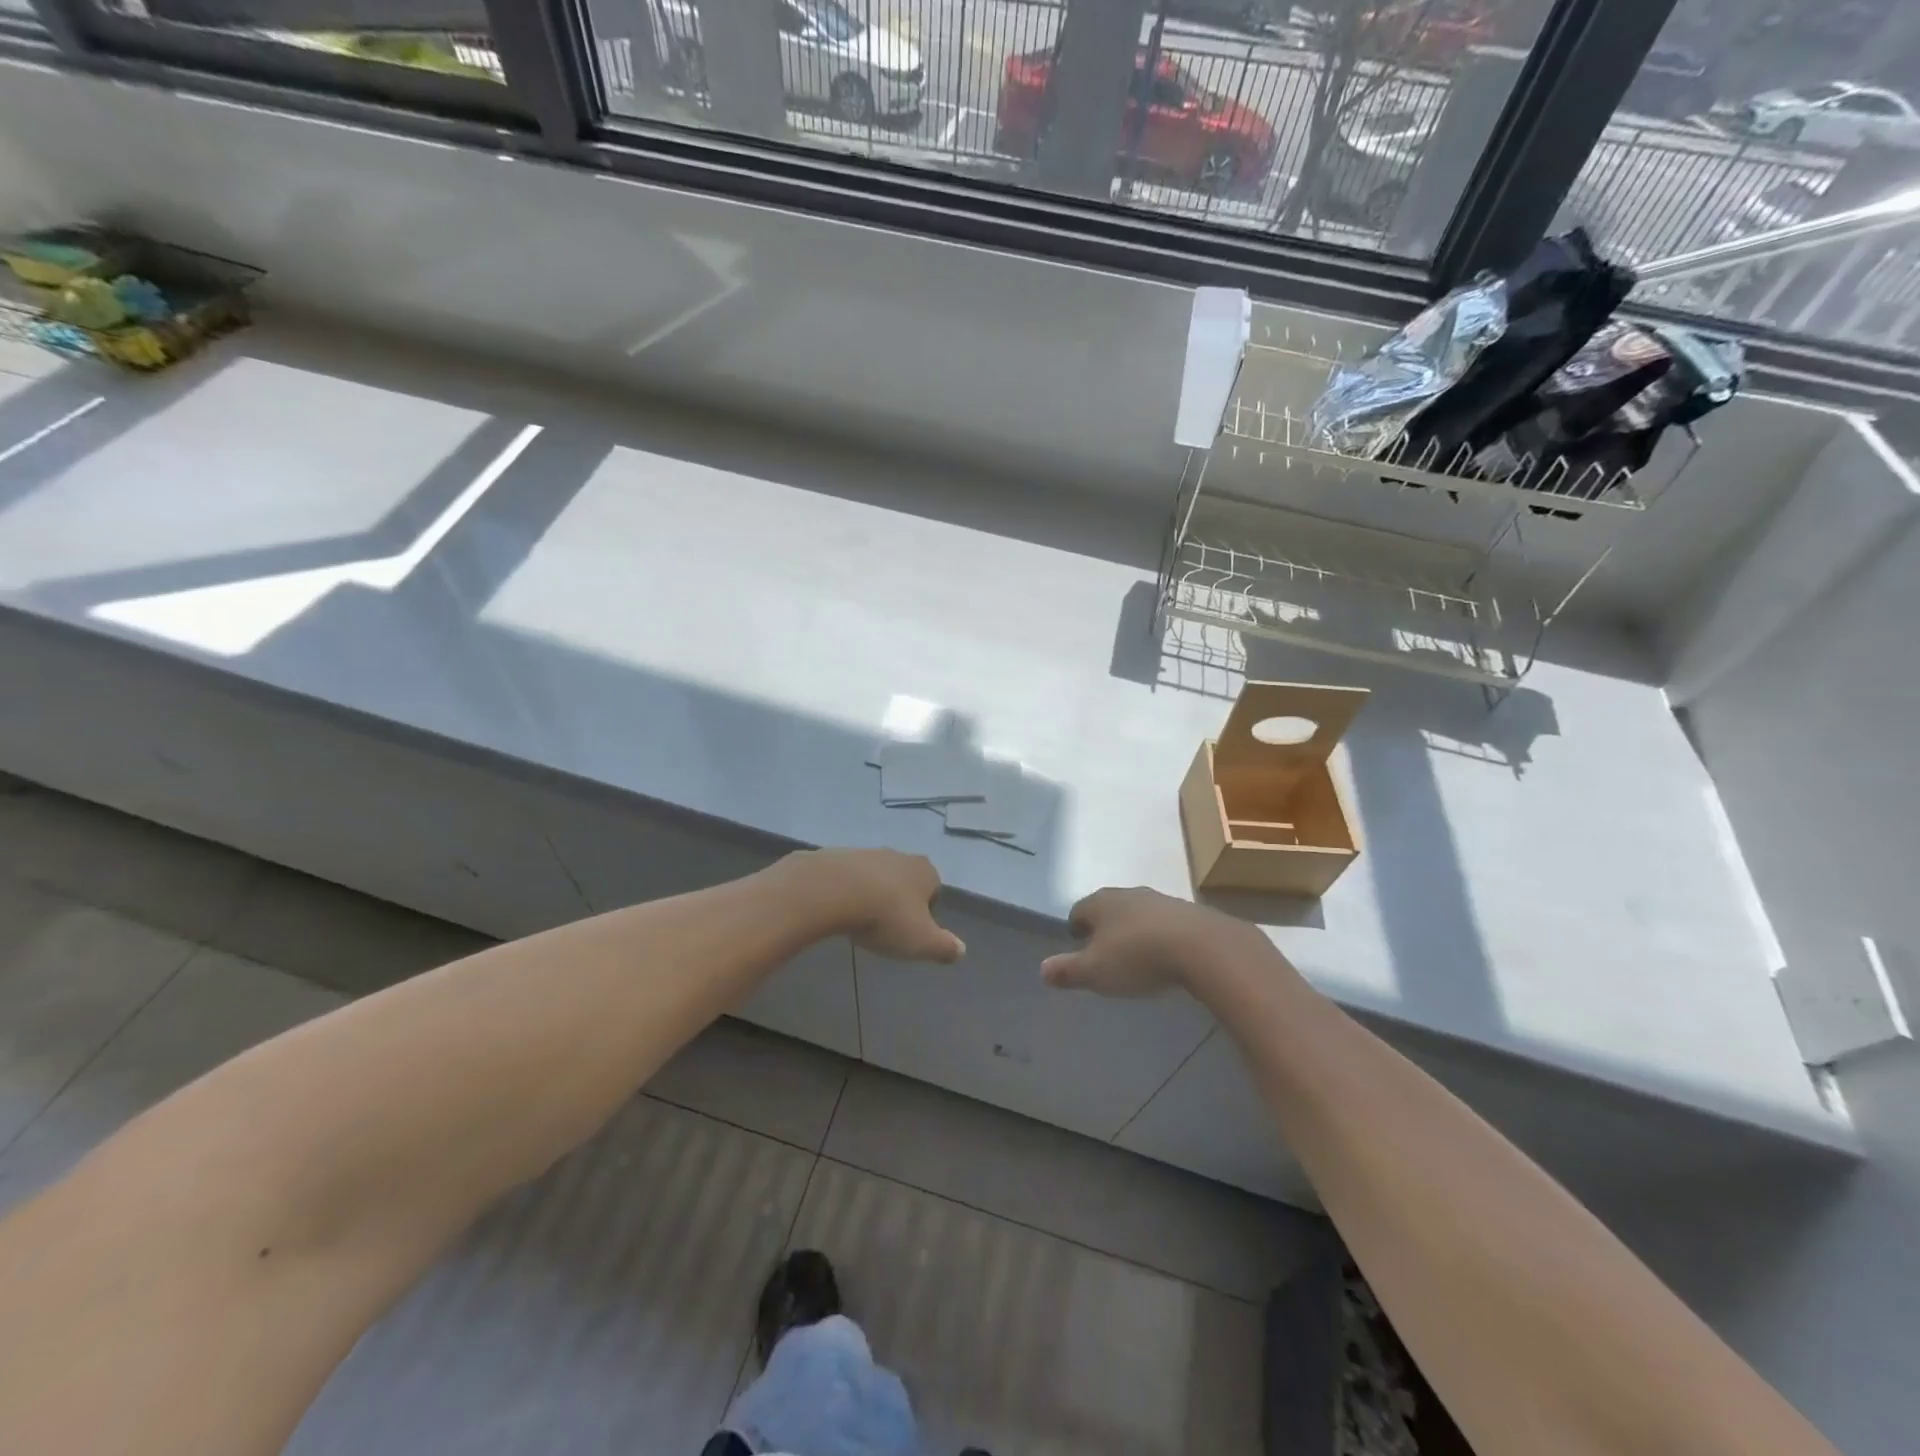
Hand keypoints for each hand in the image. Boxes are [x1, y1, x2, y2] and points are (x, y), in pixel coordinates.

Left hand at [782, 849, 964, 963]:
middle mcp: (899, 856)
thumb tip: (961, 951)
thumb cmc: (886, 917)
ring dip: (872, 894)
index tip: (912, 932)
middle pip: (905, 880)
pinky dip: (847, 890)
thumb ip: (944, 947)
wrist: (832, 890)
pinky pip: (848, 876)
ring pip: (876, 876)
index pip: (934, 890)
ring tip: (860, 920)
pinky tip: (838, 909)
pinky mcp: (838, 855)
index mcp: (925, 872)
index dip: (926, 912)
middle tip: (887, 927)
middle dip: (899, 900)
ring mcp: (867, 853)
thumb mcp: (922, 941)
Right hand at [1042, 887, 1241, 996]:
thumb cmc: (1137, 957)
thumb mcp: (1095, 972)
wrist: (1201, 947)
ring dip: (1134, 930)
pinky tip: (1165, 955)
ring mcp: (1160, 900)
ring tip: (1136, 954)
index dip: (1076, 927)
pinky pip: (1165, 923)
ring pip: (1138, 913)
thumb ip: (1068, 971)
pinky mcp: (1188, 912)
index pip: (1079, 910)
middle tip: (1104, 950)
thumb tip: (1042, 969)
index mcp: (1100, 903)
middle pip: (1109, 908)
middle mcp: (1128, 894)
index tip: (1077, 944)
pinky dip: (1160, 936)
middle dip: (1104, 927)